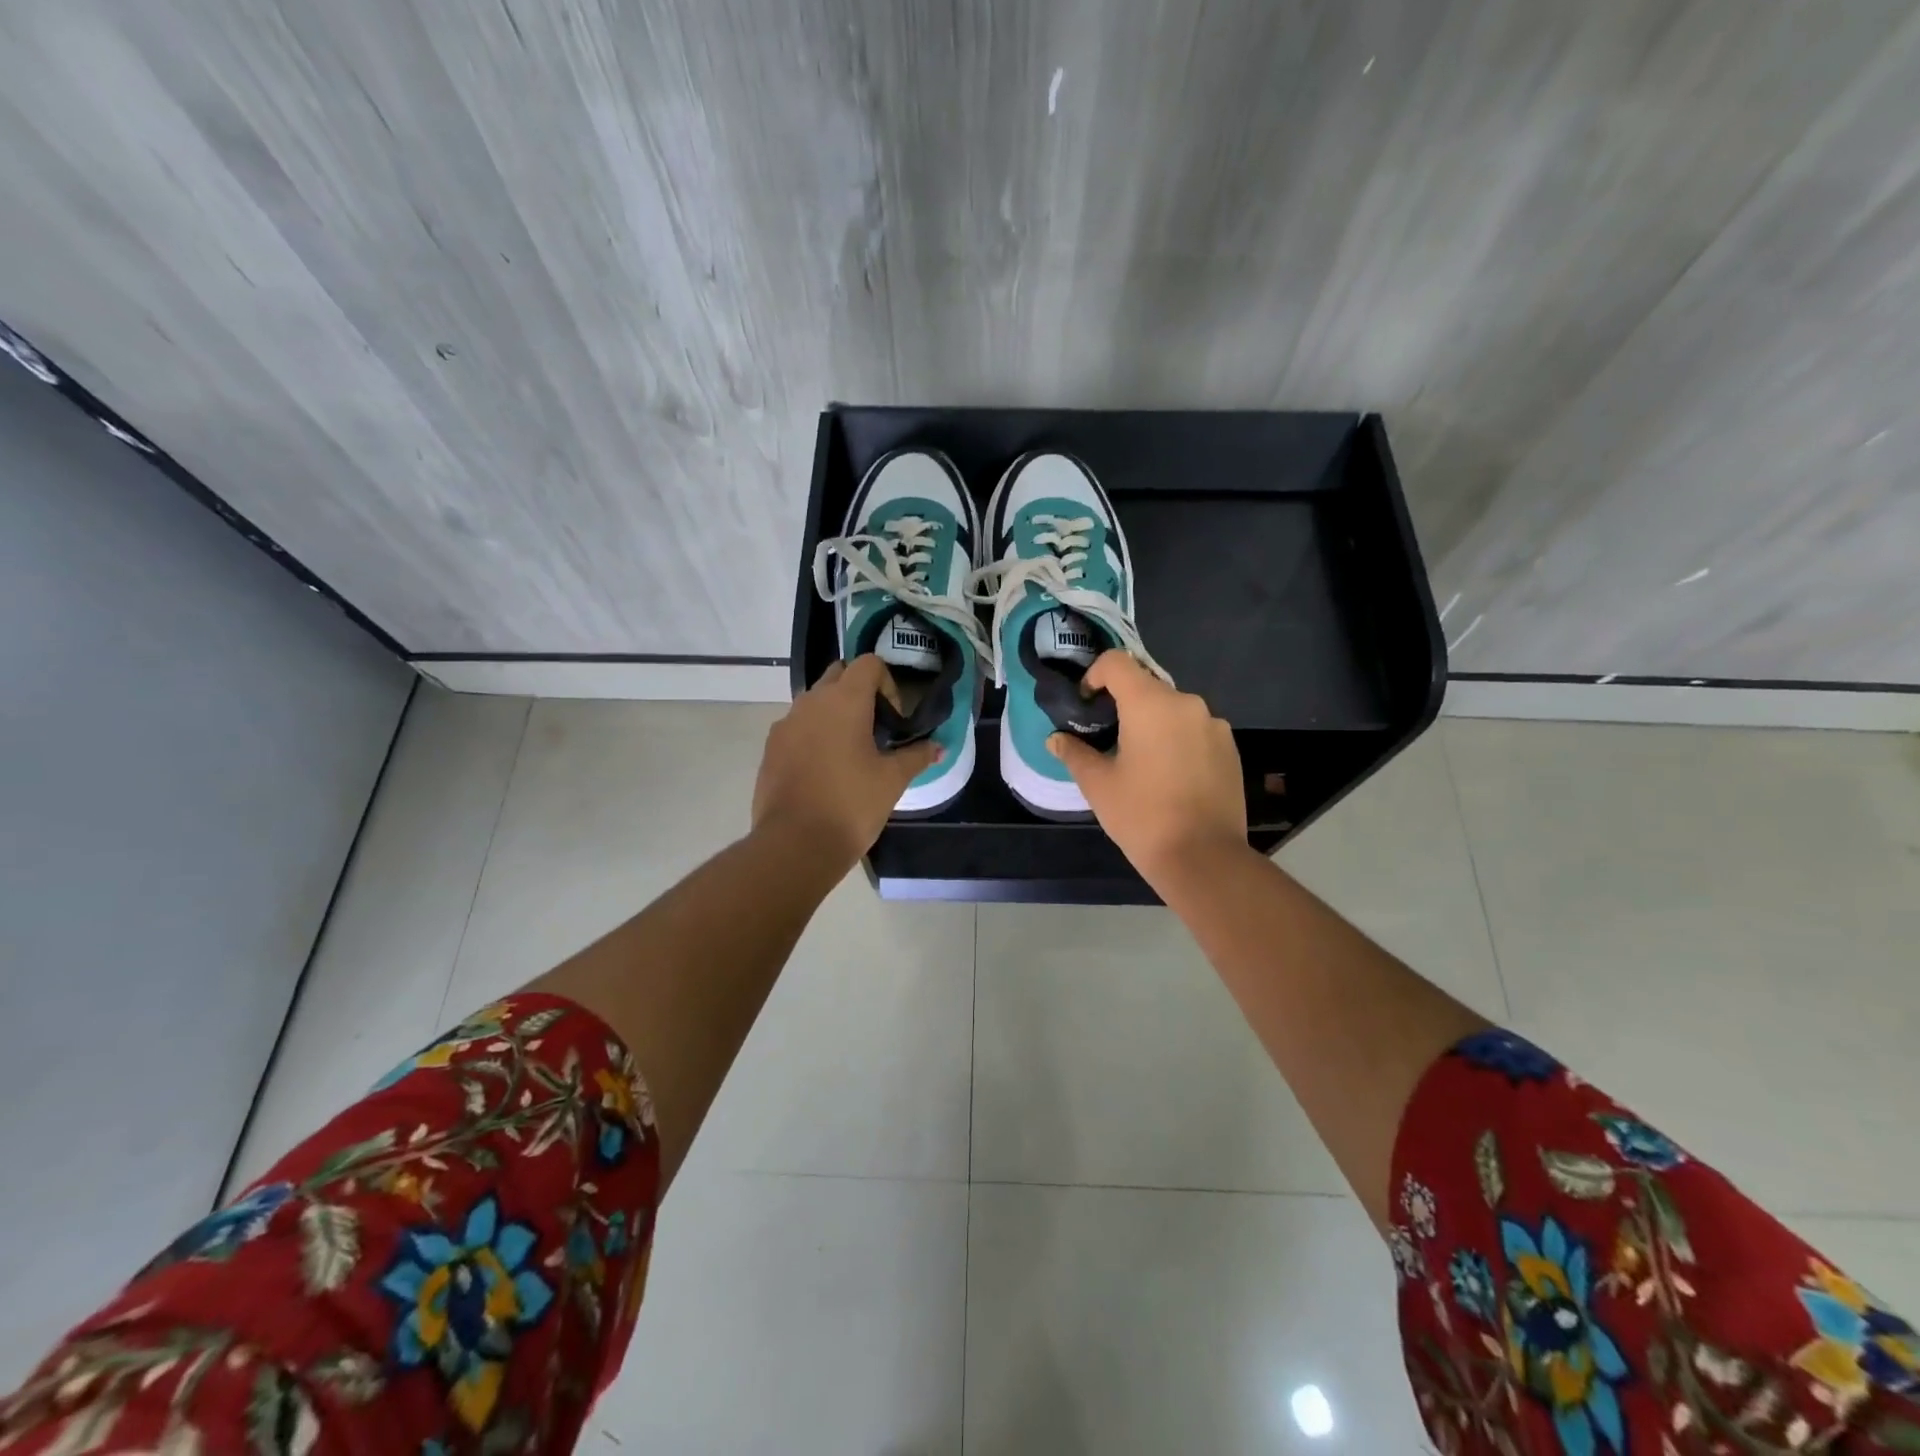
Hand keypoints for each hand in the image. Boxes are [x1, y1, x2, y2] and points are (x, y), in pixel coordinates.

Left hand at [752, 656, 939, 866]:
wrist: (795, 844)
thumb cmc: (851, 804)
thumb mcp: (892, 780)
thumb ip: (916, 756)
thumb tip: (938, 747)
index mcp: (844, 700)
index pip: (868, 664)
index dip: (887, 684)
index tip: (894, 719)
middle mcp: (811, 701)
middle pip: (838, 676)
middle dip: (859, 693)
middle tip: (875, 729)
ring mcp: (785, 724)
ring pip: (814, 702)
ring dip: (834, 714)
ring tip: (850, 751)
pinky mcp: (770, 748)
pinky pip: (797, 728)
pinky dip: (813, 736)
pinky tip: (825, 770)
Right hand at [1047, 651, 1248, 884]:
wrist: (1204, 858)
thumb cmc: (1142, 816)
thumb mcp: (1098, 785)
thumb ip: (1074, 754)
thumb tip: (1055, 739)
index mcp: (1150, 704)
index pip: (1117, 663)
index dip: (1095, 675)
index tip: (1087, 704)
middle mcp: (1187, 704)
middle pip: (1147, 686)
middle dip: (1124, 704)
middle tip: (1109, 739)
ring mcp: (1214, 725)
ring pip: (1173, 710)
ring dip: (1153, 723)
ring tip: (1141, 762)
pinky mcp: (1231, 748)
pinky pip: (1196, 730)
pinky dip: (1178, 740)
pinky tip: (1170, 776)